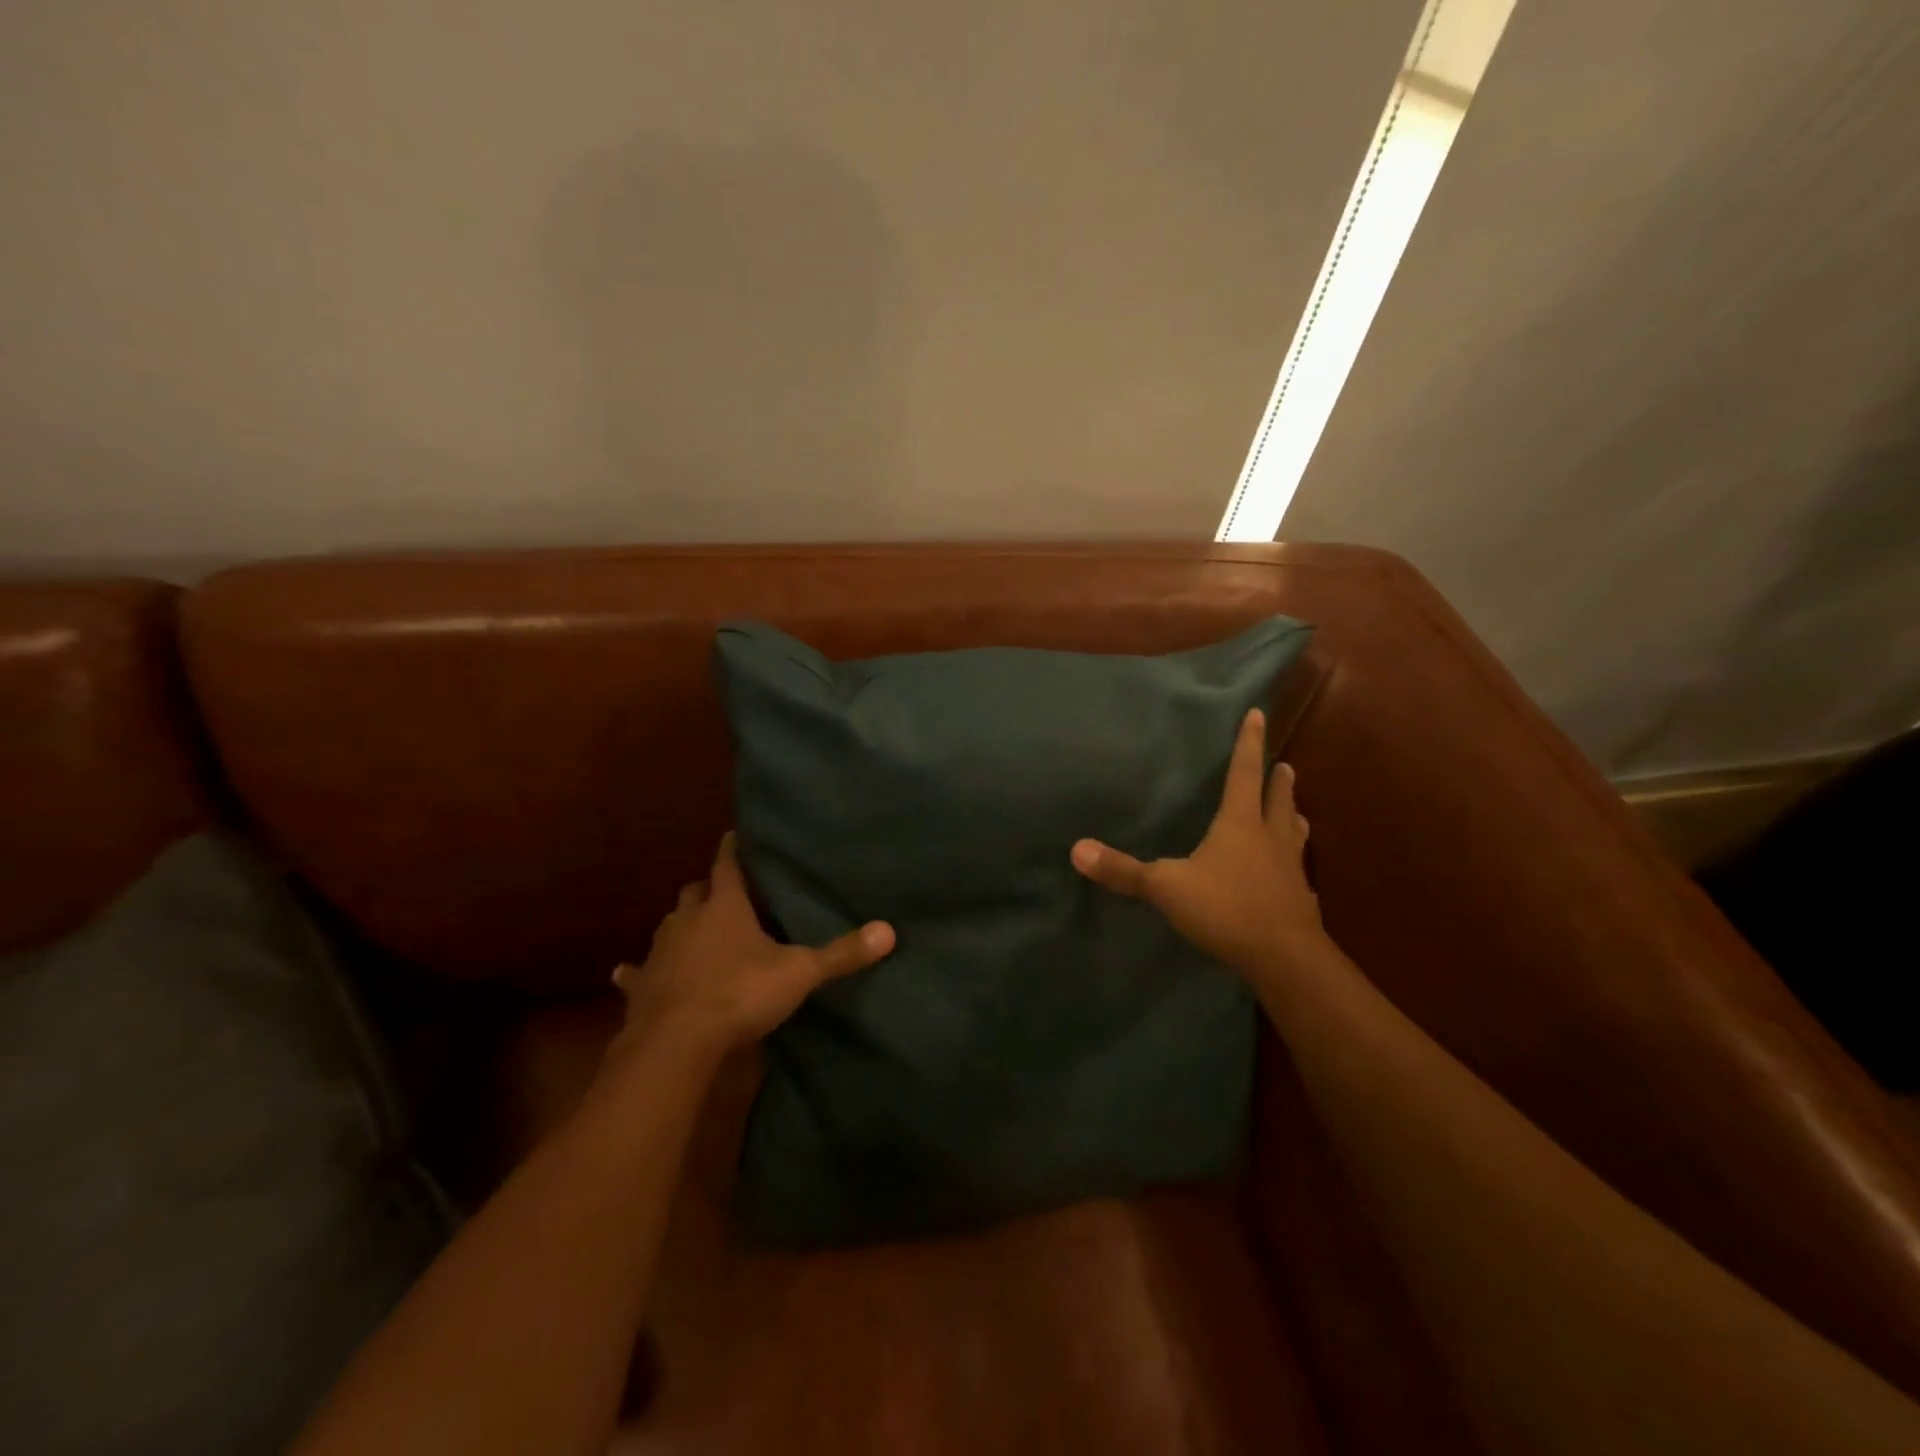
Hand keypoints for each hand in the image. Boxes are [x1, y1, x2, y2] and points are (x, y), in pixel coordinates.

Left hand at [609, 833, 894, 1060]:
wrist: (676, 1043)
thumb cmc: (739, 994)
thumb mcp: (799, 973)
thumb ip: (842, 953)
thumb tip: (889, 931)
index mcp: (725, 907)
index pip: (728, 864)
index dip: (733, 849)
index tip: (735, 836)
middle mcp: (687, 920)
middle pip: (694, 892)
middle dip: (709, 888)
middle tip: (725, 892)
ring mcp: (659, 952)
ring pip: (668, 925)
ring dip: (681, 924)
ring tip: (693, 929)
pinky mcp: (640, 986)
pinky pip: (636, 973)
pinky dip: (638, 972)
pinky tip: (629, 974)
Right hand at [1071, 708, 1327, 981]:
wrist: (1284, 958)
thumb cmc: (1225, 909)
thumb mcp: (1166, 888)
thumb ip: (1123, 870)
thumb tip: (1076, 849)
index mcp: (1240, 824)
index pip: (1243, 773)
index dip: (1248, 744)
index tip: (1258, 714)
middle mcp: (1270, 839)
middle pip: (1277, 799)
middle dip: (1278, 781)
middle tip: (1284, 766)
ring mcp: (1291, 870)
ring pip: (1295, 833)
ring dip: (1292, 816)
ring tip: (1294, 810)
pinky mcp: (1301, 900)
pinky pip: (1299, 875)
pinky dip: (1295, 867)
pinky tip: (1295, 878)